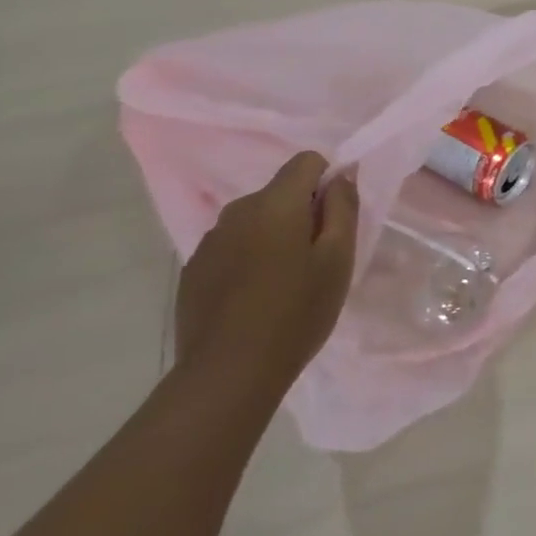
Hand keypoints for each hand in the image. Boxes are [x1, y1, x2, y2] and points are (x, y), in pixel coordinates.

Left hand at [175, 152, 358, 399]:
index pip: (306, 161)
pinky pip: (230, 248)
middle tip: (314, 262)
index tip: (333, 222)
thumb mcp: (337, 260)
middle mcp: (237, 210)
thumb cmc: (296, 313)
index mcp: (275, 202)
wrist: (228, 374)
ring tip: (282, 286)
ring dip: (272, 238)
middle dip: (300, 215)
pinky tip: (251, 301)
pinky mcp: (193, 270)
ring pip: (253, 222)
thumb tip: (343, 173)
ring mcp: (210, 241)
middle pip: (279, 193)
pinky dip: (246, 261)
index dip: (327, 182)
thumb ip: (343, 207)